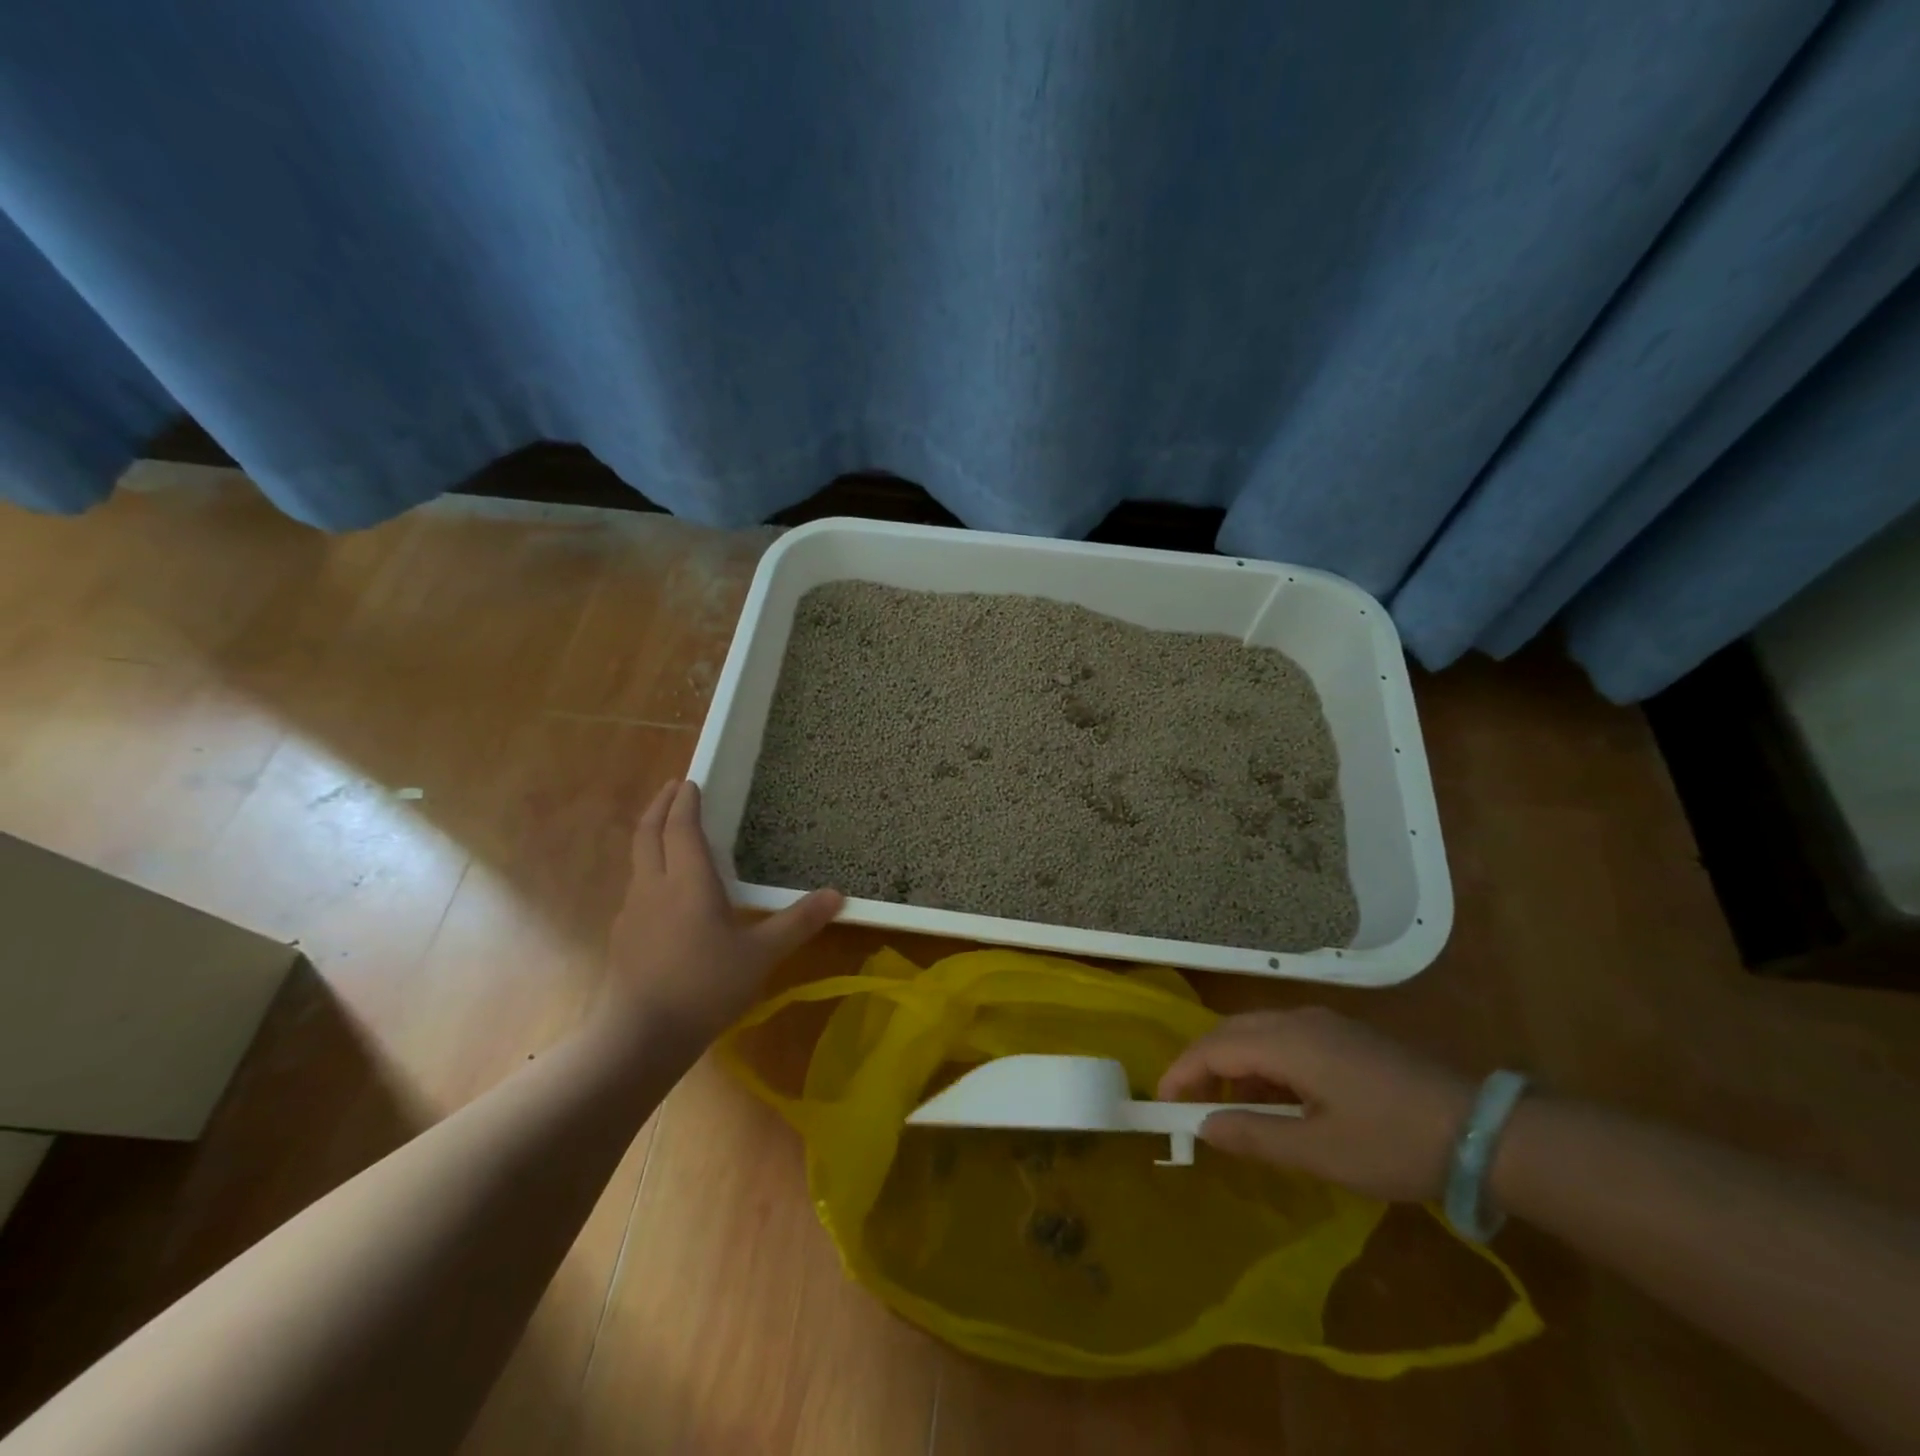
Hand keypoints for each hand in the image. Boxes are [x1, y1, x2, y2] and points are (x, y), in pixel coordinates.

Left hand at [606, 779, 842, 1042]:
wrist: (641, 1036)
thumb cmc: (705, 987)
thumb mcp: (761, 955)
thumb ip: (798, 922)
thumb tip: (837, 894)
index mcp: (687, 881)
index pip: (681, 828)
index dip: (685, 802)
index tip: (690, 781)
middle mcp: (654, 886)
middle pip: (647, 833)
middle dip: (659, 806)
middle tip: (672, 788)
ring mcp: (632, 912)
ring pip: (637, 859)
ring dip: (650, 835)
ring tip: (668, 833)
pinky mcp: (623, 936)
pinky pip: (637, 887)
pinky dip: (649, 870)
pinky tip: (664, 892)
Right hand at [1157, 1008, 1475, 1201]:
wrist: (1481, 1130)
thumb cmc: (1393, 1143)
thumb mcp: (1320, 1152)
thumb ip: (1255, 1137)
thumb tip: (1204, 1126)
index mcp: (1287, 1042)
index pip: (1214, 1048)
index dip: (1183, 1071)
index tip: (1161, 1101)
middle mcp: (1298, 1021)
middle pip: (1231, 1032)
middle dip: (1202, 1063)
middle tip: (1186, 1102)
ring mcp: (1324, 1024)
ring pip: (1257, 1033)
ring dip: (1233, 1064)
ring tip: (1228, 1108)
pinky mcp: (1345, 1036)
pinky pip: (1284, 1039)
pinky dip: (1263, 1064)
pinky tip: (1276, 1099)